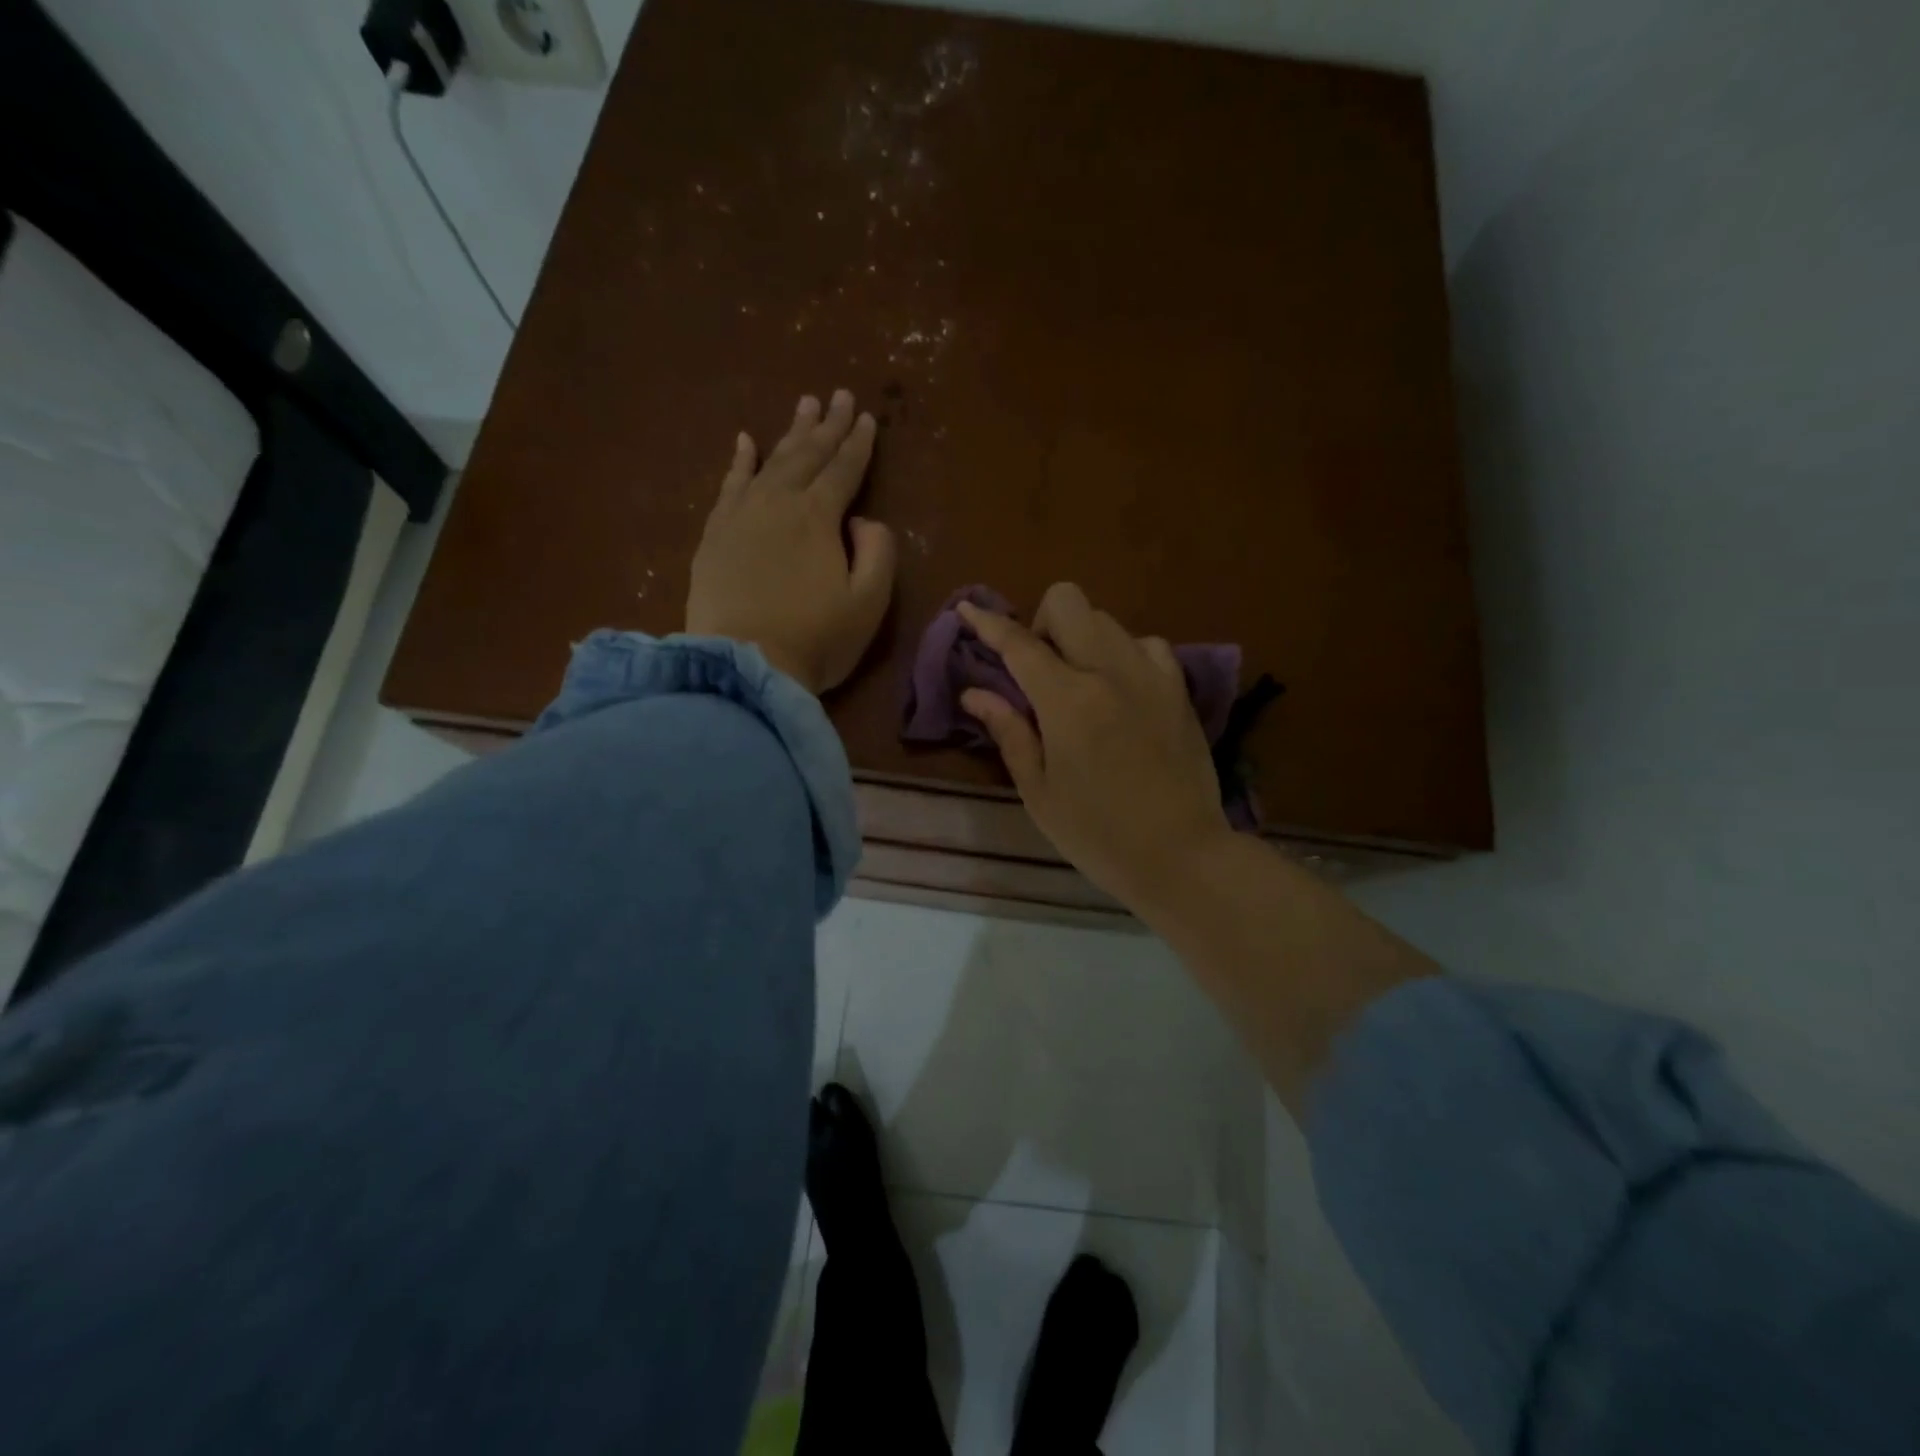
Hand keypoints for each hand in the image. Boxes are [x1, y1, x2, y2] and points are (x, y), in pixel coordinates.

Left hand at [686, 391, 896, 693]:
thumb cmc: (816, 640)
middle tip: (837, 394)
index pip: (844, 469)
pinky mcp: (714, 534)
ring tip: (803, 406)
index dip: (858, 443)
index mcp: (819, 517)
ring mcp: (741, 515)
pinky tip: (744, 441)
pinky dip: (739, 461)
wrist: (743, 665)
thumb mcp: (869, 603)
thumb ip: (878, 552)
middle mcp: (779, 503)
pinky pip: (729, 484)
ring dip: (790, 433)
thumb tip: (861, 521)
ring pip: (770, 461)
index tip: (866, 417)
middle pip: (807, 455)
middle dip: (826, 425)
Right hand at [957, 583, 1231, 908]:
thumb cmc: (1098, 833)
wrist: (1181, 855)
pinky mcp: (1179, 688)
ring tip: (1079, 683)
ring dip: (1081, 638)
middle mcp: (1110, 671)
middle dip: (1042, 622)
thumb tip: (974, 692)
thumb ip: (1009, 731)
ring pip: (1107, 619)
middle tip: (1038, 670)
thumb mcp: (1039, 791)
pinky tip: (1120, 689)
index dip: (988, 623)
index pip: (1019, 643)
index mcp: (1068, 700)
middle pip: (1068, 601)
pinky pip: (1146, 644)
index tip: (968, 609)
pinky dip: (1123, 654)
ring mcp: (1151, 675)